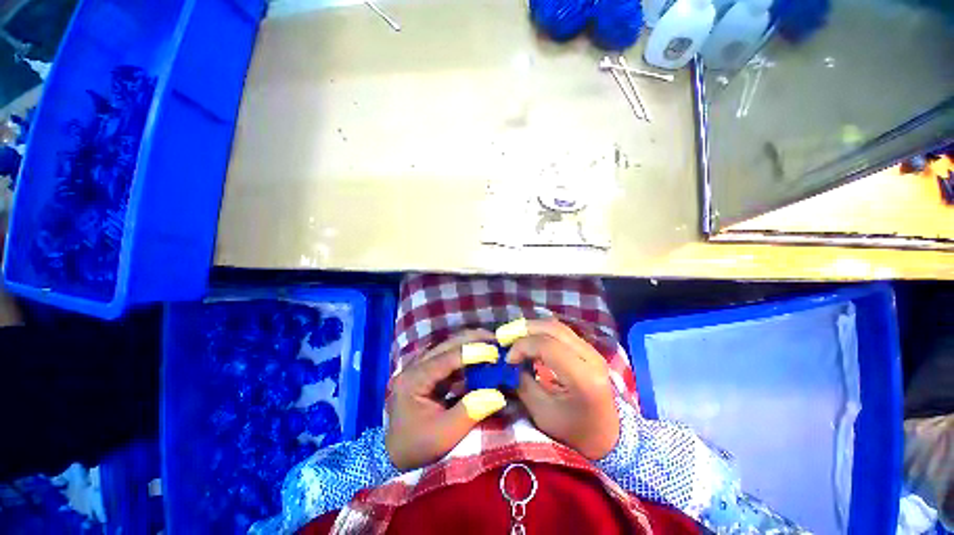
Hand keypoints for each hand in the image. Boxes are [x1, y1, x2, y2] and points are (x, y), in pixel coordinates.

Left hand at [386, 330, 506, 470]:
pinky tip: (482, 357)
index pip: (446, 358)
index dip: (472, 352)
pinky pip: (450, 358)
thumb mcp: (444, 435)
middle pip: (447, 345)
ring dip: (471, 345)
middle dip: (473, 340)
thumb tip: (498, 394)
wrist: (395, 456)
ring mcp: (421, 367)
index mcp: (413, 380)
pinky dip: (467, 356)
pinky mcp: (428, 372)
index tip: (495, 351)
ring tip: (493, 345)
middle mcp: (415, 367)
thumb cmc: (417, 448)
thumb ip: (470, 411)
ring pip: (448, 348)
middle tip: (497, 340)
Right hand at [504, 319, 619, 459]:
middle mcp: (591, 357)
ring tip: (515, 339)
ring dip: (532, 329)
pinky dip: (542, 333)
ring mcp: (593, 351)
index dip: (522, 346)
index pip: (547, 346)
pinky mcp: (589, 350)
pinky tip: (530, 342)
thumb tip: (509, 363)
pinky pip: (561, 332)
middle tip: (506, 339)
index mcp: (583, 378)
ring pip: (557, 326)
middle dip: (524, 330)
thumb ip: (523, 383)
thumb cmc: (574, 433)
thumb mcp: (542, 413)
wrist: (608, 438)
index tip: (508, 359)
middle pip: (553, 328)